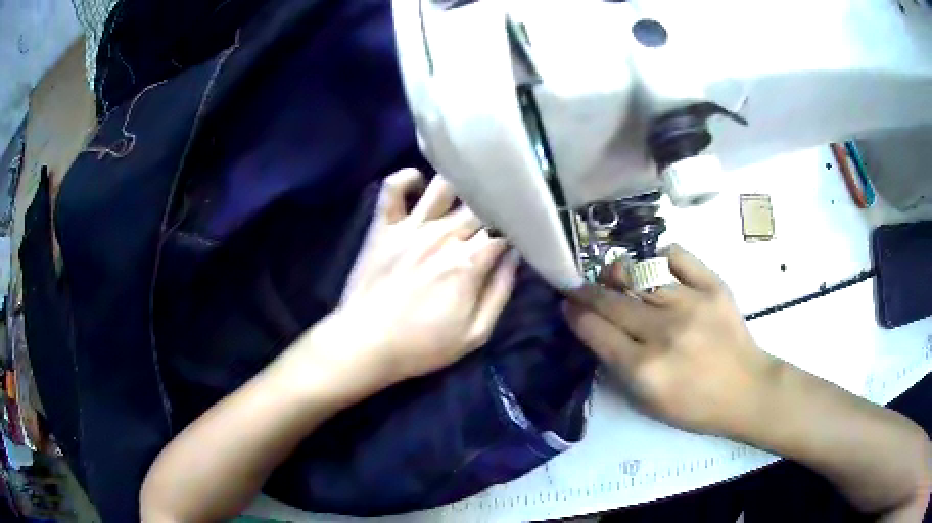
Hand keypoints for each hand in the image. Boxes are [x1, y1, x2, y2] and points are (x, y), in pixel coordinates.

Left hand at [331, 169, 518, 383]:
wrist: (365, 345)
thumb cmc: (422, 345)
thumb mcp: (475, 334)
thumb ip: (500, 292)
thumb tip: (514, 256)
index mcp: (469, 261)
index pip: (503, 228)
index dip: (514, 226)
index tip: (518, 230)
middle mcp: (442, 235)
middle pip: (479, 203)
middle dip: (493, 205)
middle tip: (496, 211)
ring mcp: (410, 227)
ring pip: (443, 185)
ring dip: (458, 186)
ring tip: (463, 196)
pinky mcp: (383, 226)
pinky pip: (393, 188)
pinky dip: (406, 178)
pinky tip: (418, 184)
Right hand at [564, 245, 778, 436]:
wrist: (747, 390)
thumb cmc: (695, 406)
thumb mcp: (647, 402)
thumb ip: (619, 366)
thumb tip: (597, 328)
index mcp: (644, 369)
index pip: (596, 330)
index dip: (575, 314)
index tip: (568, 305)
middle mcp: (664, 332)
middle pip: (611, 300)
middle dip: (587, 291)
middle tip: (579, 287)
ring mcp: (691, 304)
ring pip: (639, 274)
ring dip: (618, 273)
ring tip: (613, 275)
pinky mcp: (713, 286)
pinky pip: (676, 256)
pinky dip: (658, 256)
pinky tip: (652, 266)